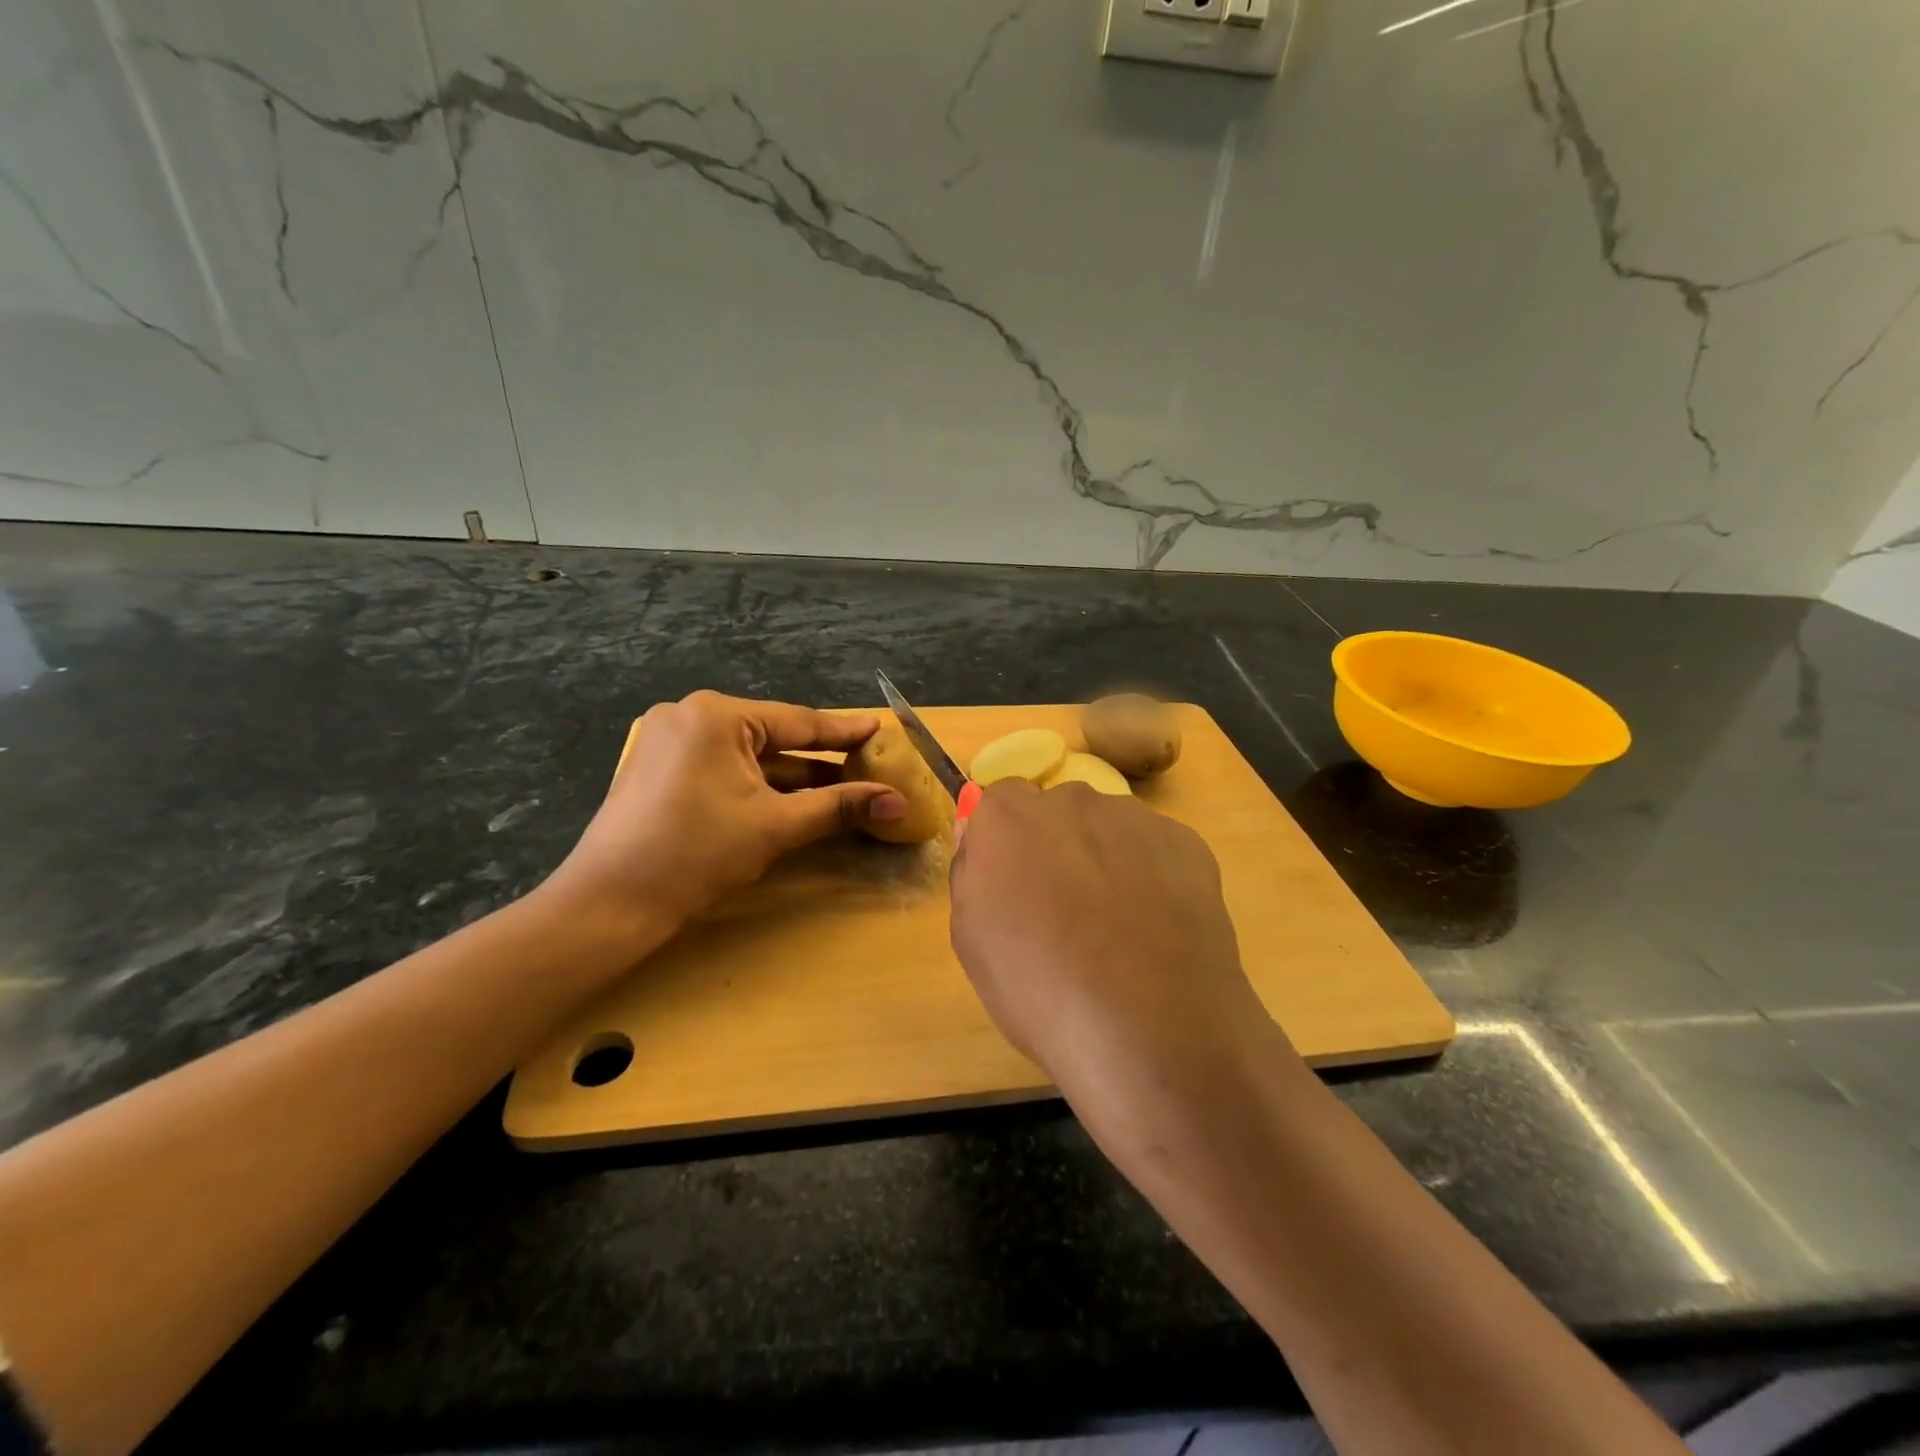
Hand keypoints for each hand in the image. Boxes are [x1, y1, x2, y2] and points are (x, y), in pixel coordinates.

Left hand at [541, 691, 906, 934]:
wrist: (610, 903)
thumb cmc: (696, 853)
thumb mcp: (776, 826)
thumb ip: (839, 807)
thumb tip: (898, 802)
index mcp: (716, 715)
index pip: (797, 722)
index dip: (844, 732)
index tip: (881, 730)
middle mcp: (690, 716)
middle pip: (773, 737)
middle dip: (820, 760)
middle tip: (867, 766)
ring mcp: (670, 743)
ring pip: (749, 757)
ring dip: (793, 778)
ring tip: (842, 789)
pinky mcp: (661, 770)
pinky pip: (726, 770)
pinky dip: (760, 787)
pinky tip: (794, 801)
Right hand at [949, 780, 1290, 1131]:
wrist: (1150, 1030)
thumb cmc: (1040, 989)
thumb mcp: (971, 939)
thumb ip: (971, 871)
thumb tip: (979, 836)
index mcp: (1008, 818)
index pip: (999, 802)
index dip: (1007, 845)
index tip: (1015, 888)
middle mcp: (1070, 800)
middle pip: (1056, 811)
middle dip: (1057, 847)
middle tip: (1066, 912)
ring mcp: (1134, 818)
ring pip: (1109, 828)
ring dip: (1106, 859)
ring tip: (1119, 929)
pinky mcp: (1186, 842)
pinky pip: (1155, 849)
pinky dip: (1152, 876)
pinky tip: (1157, 930)